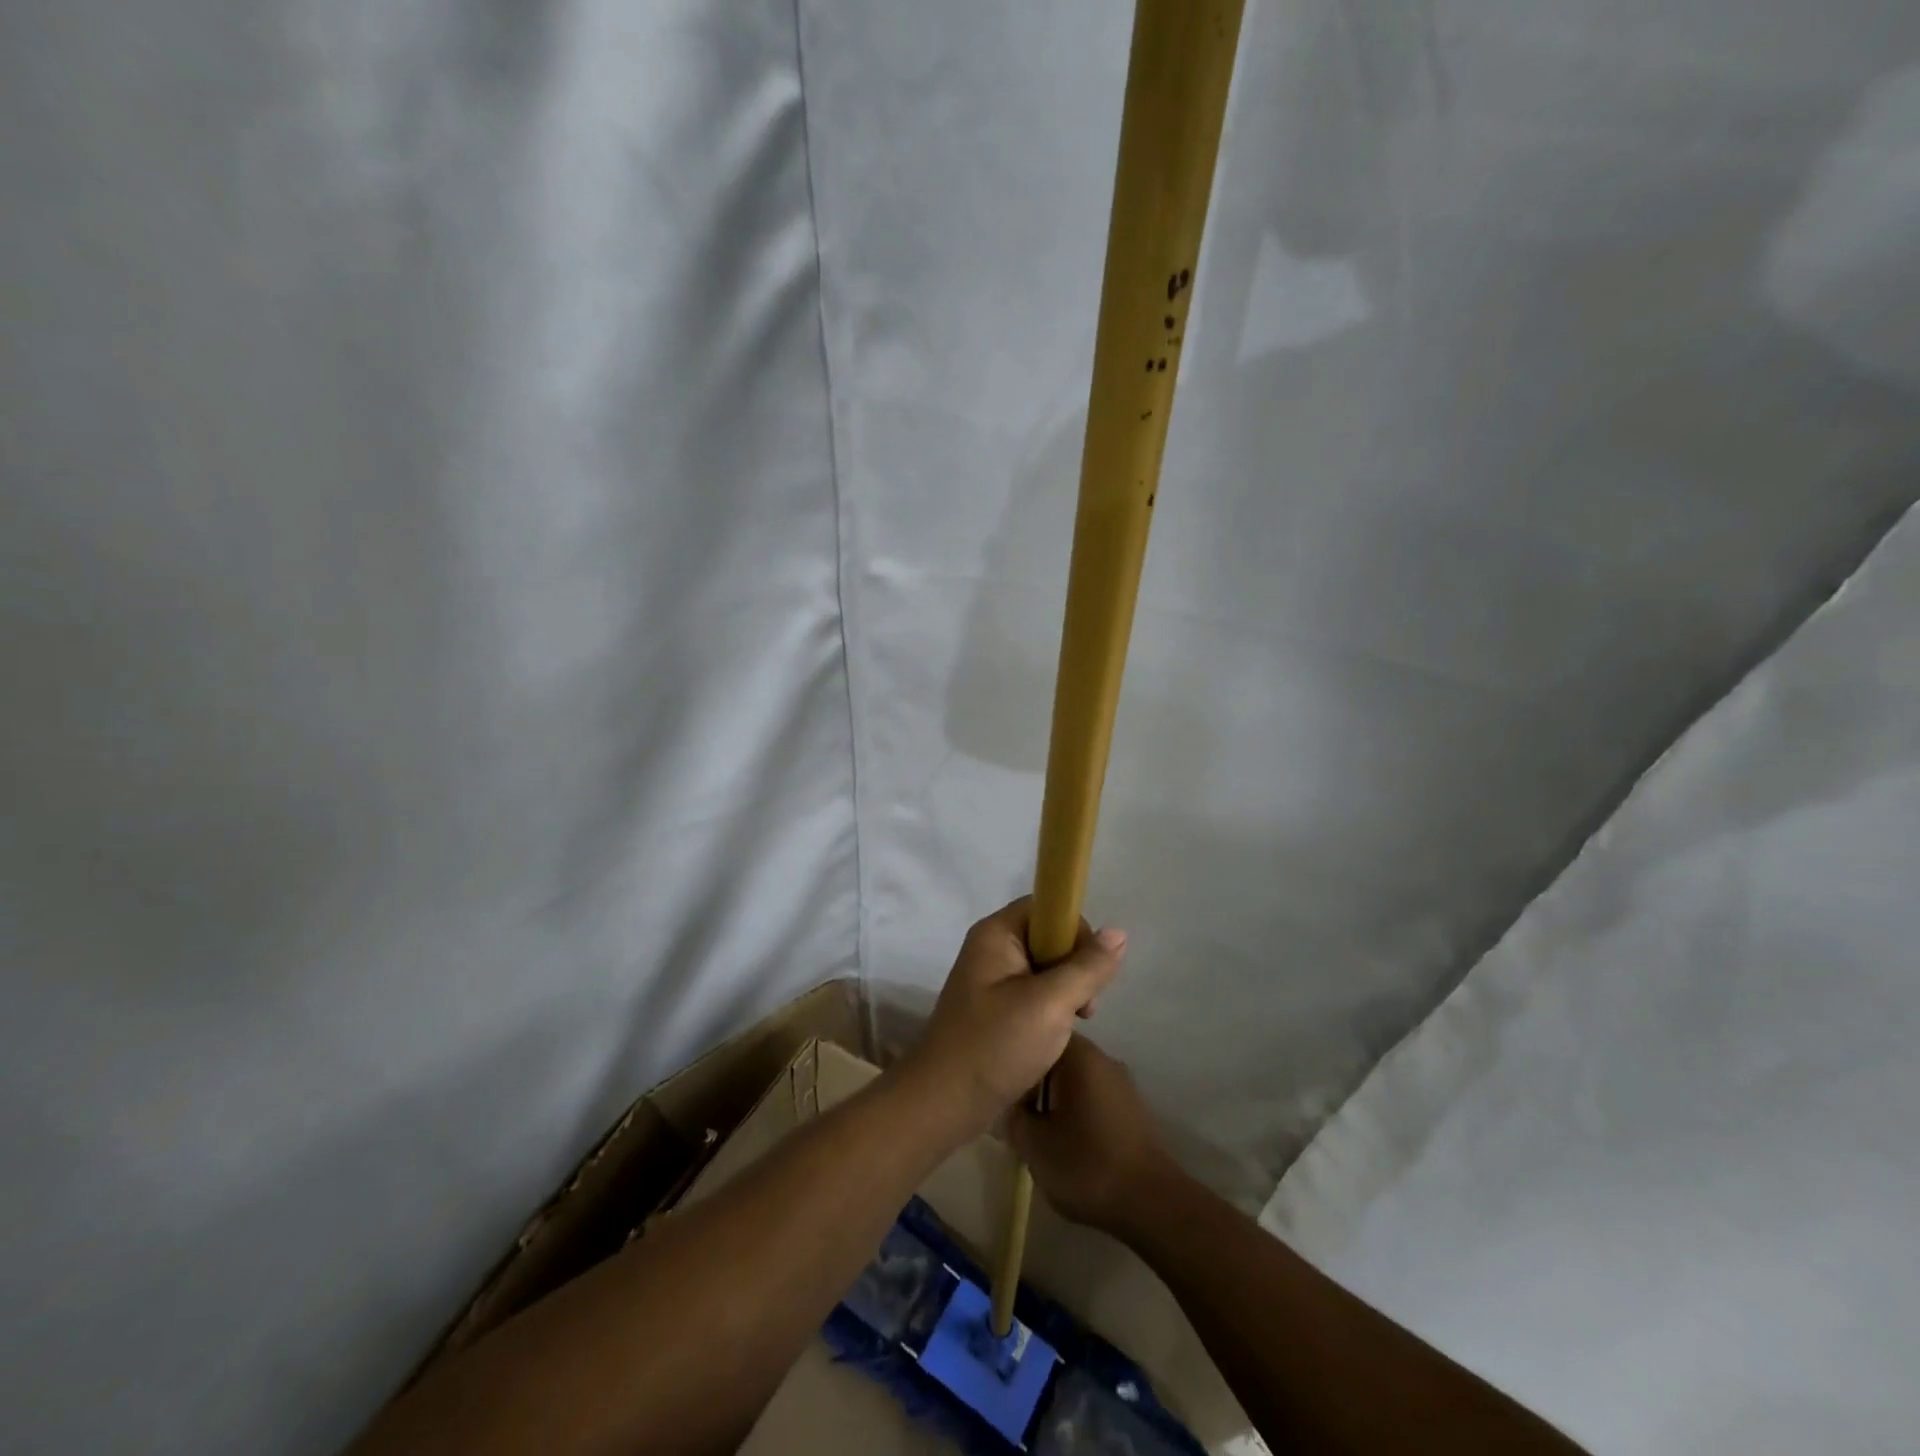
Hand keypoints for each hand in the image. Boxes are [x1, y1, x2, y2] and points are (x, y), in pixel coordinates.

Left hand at [901, 898, 1125, 1135]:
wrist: (943, 1103)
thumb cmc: (995, 1045)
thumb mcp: (1050, 1004)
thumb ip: (1087, 968)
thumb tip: (1118, 933)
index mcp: (996, 934)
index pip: (1046, 907)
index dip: (1074, 930)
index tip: (1089, 969)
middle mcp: (991, 949)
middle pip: (1048, 937)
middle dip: (1075, 968)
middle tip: (1083, 1007)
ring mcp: (991, 980)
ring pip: (1045, 969)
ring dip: (1066, 993)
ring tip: (1070, 1026)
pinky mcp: (994, 1009)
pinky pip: (1033, 994)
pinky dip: (1051, 1011)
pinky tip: (1056, 1037)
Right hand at [1008, 1036, 1176, 1236]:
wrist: (1150, 1202)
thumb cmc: (1086, 1164)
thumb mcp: (1034, 1145)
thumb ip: (1013, 1118)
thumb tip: (1007, 1106)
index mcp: (1079, 1055)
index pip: (1037, 1038)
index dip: (1016, 1062)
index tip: (1003, 1090)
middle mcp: (1101, 1058)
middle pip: (1055, 1058)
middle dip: (1034, 1084)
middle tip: (1017, 1115)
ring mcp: (1120, 1082)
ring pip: (1074, 1080)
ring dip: (1054, 1100)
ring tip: (1039, 1132)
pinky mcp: (1130, 1108)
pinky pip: (1092, 1097)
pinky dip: (1076, 1112)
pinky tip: (1068, 1141)